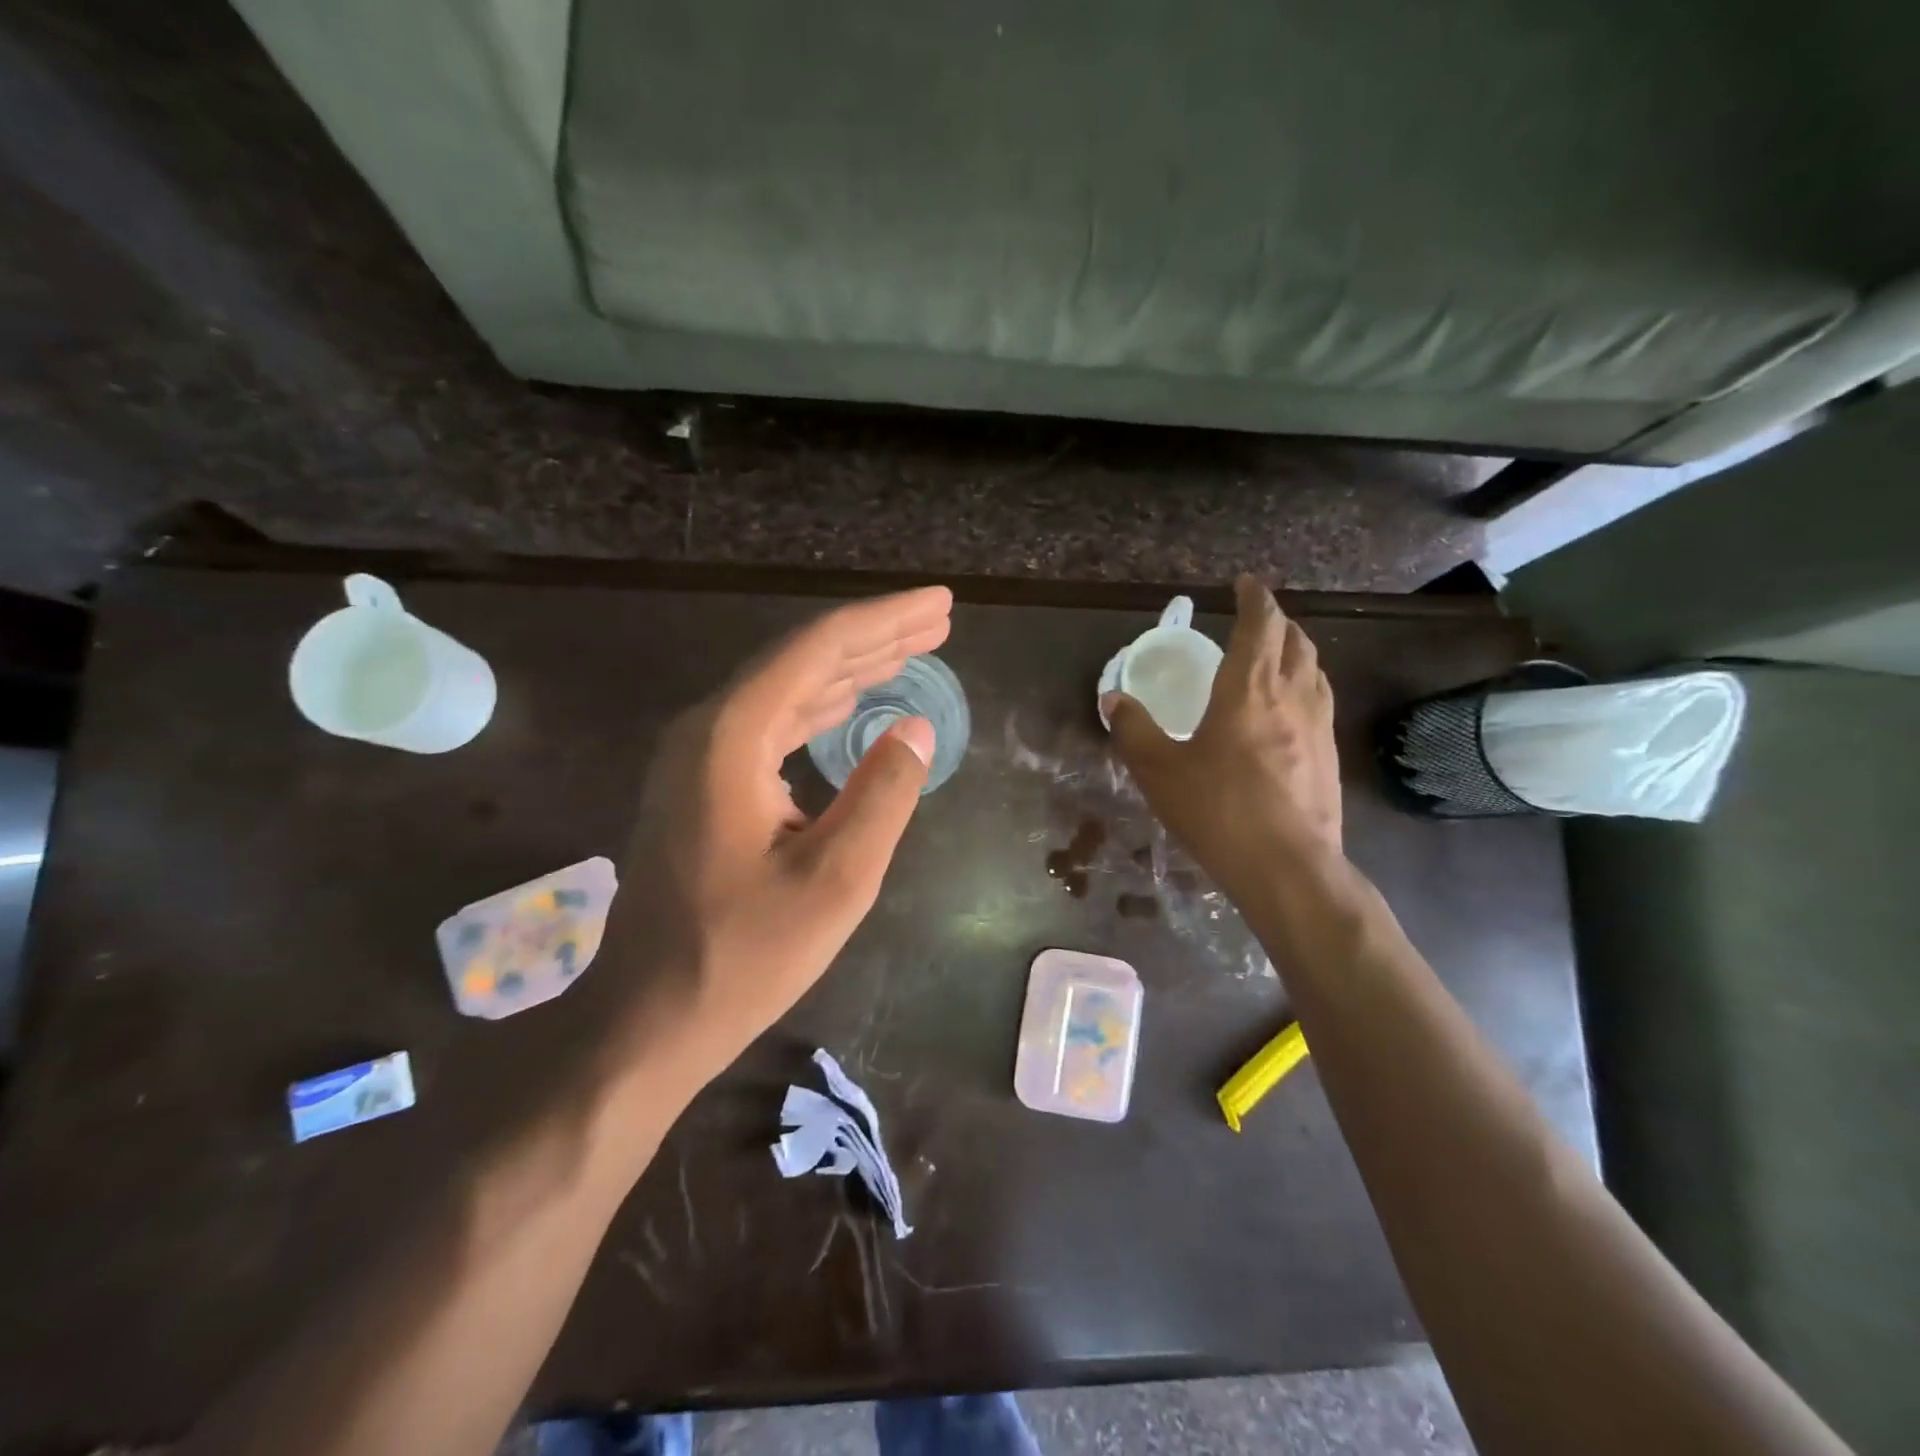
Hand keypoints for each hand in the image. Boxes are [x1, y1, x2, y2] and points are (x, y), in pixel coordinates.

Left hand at [613, 587, 952, 1089]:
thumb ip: (883, 794)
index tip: (940, 602)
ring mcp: (698, 757)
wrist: (650, 1016)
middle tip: (938, 619)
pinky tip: (853, 703)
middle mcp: (707, 729)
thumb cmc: (743, 955)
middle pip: (801, 659)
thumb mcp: (836, 880)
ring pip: (786, 689)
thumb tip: (916, 729)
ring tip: (911, 650)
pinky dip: (821, 708)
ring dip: (851, 669)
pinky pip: (771, 724)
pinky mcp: (703, 785)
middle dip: (875, 637)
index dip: (886, 620)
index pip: (819, 650)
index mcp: (731, 737)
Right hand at [1103, 576, 1340, 893]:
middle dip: (1278, 621)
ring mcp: (1319, 725)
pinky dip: (1305, 685)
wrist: (1287, 866)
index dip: (1255, 598)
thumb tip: (1113, 699)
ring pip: (1314, 669)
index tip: (1245, 583)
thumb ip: (1134, 730)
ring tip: (1276, 656)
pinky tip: (1290, 709)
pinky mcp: (1330, 755)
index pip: (1261, 625)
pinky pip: (1321, 700)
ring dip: (1296, 651)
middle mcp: (1291, 696)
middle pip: (1296, 640)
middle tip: (1256, 620)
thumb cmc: (1218, 810)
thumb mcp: (1159, 770)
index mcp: (1249, 689)